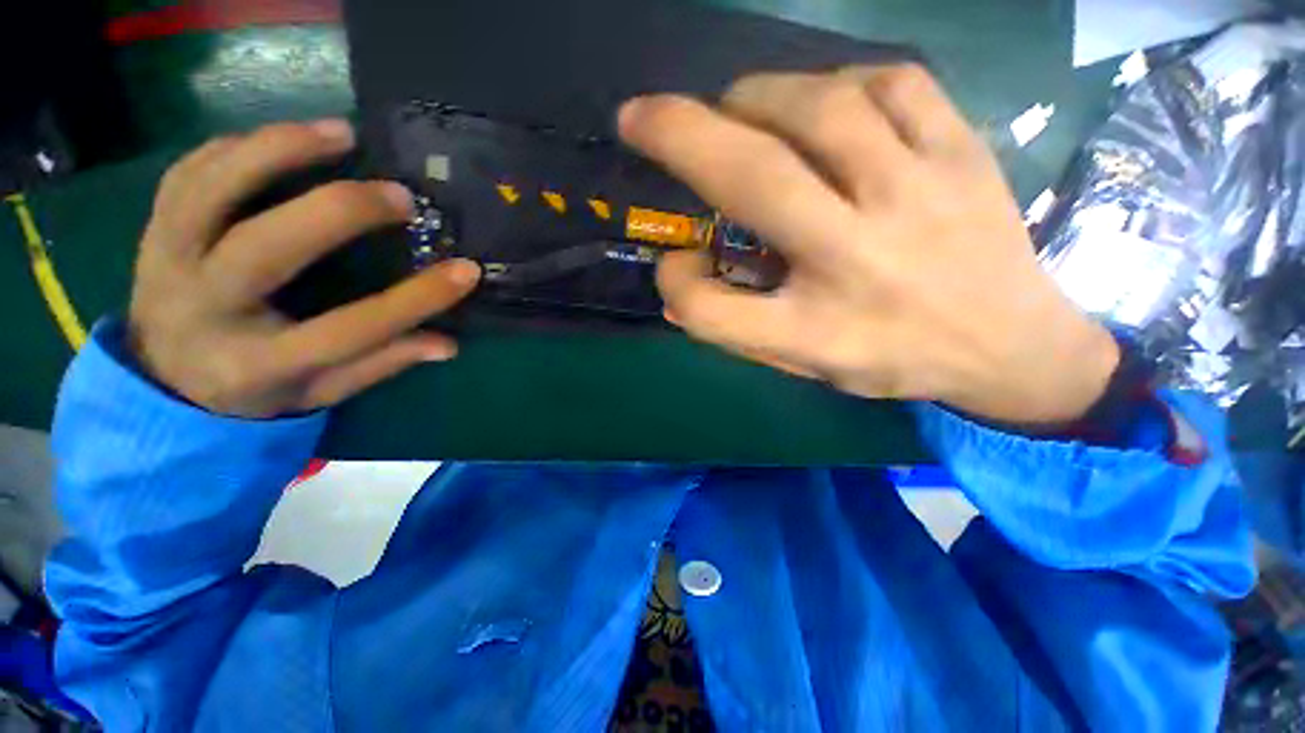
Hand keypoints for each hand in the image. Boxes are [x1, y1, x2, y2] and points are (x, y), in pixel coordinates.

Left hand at [127, 120, 480, 418]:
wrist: (162, 378)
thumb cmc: (253, 389)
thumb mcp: (321, 392)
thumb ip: (381, 364)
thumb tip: (446, 345)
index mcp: (256, 364)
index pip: (349, 330)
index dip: (415, 300)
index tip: (465, 271)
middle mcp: (203, 311)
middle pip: (266, 248)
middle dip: (340, 212)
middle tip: (400, 196)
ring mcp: (166, 262)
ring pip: (211, 190)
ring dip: (278, 150)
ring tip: (341, 134)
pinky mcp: (151, 229)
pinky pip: (187, 173)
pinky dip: (237, 147)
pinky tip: (283, 139)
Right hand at [620, 66, 1118, 425]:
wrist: (1013, 346)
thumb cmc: (892, 359)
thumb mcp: (804, 364)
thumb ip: (735, 325)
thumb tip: (679, 272)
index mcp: (816, 332)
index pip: (712, 310)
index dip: (676, 284)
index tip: (674, 266)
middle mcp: (859, 261)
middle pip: (755, 181)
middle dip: (681, 135)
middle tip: (641, 115)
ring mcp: (919, 195)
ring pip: (821, 108)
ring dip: (755, 97)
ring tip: (735, 107)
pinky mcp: (964, 151)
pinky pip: (892, 83)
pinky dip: (837, 82)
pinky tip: (823, 104)